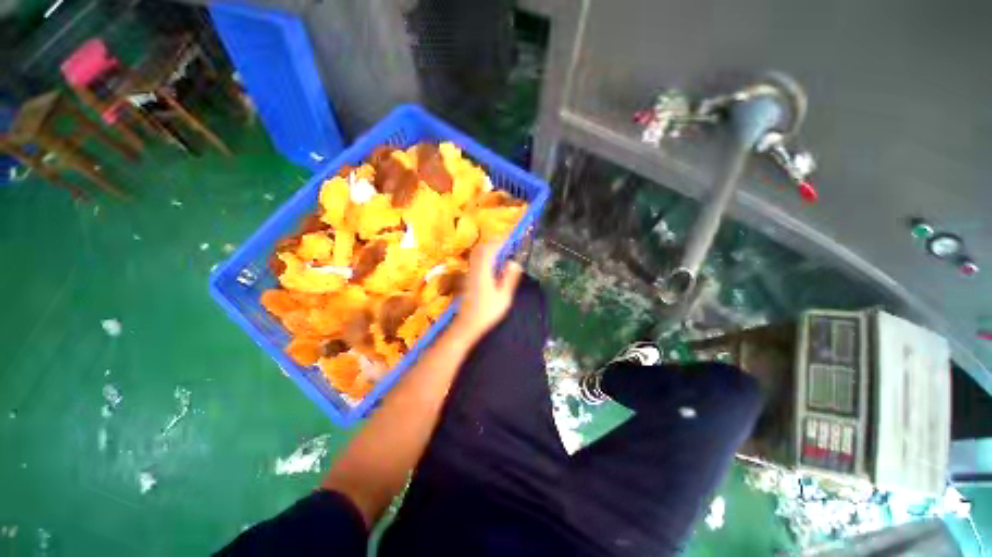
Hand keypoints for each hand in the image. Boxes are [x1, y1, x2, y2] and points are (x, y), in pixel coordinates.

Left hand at [454, 243, 523, 338]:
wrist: (467, 324)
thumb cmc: (487, 312)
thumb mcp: (503, 297)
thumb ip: (509, 279)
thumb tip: (514, 263)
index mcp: (483, 272)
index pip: (489, 250)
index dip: (499, 242)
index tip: (508, 239)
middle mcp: (474, 269)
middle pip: (480, 249)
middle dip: (492, 243)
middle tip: (505, 244)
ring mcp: (468, 273)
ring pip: (476, 255)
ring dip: (487, 250)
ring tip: (500, 253)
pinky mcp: (466, 278)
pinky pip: (475, 261)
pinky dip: (483, 257)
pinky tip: (491, 265)